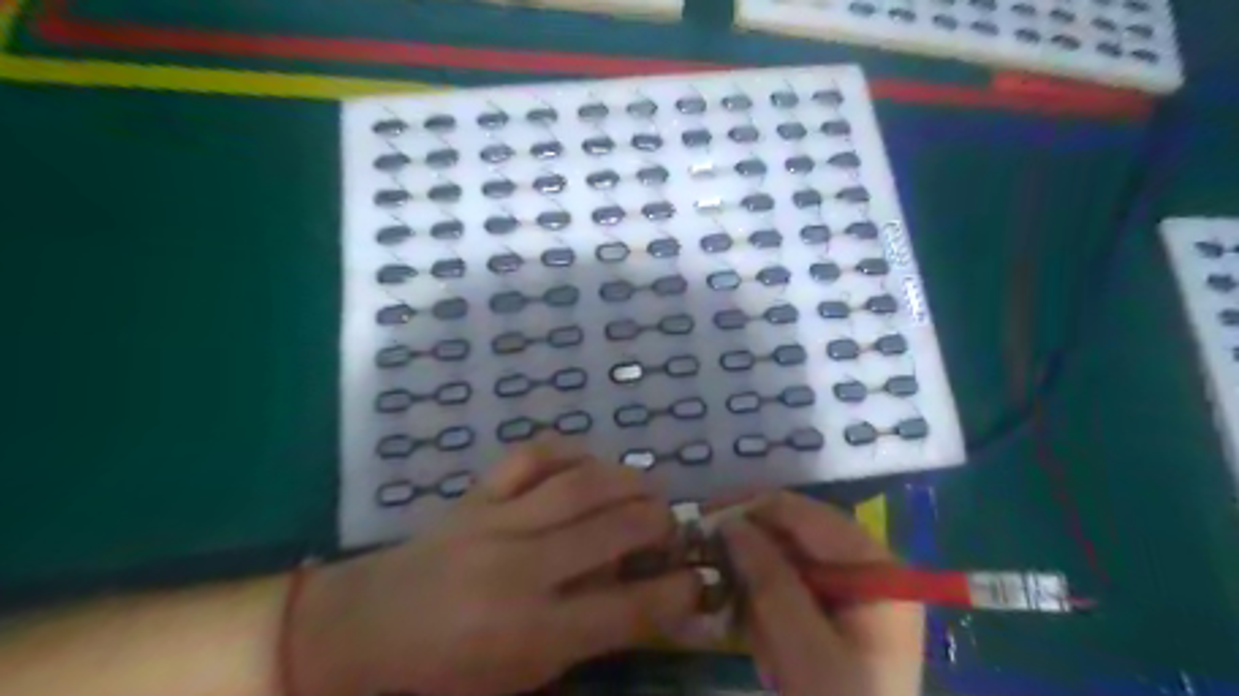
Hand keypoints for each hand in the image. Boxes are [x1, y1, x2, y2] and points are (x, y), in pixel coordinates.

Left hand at [286, 443, 700, 694]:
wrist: (368, 627)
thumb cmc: (449, 670)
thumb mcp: (524, 676)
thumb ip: (589, 637)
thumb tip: (647, 599)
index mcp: (532, 633)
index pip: (627, 608)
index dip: (676, 592)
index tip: (698, 579)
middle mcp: (521, 570)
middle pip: (614, 530)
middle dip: (660, 522)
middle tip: (671, 525)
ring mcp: (497, 522)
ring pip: (581, 484)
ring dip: (628, 481)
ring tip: (646, 489)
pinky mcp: (478, 494)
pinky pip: (533, 455)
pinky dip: (570, 451)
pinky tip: (588, 463)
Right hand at [722, 492, 922, 691]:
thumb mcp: (803, 649)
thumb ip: (769, 579)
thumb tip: (730, 523)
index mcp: (877, 568)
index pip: (805, 514)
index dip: (752, 508)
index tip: (702, 517)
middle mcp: (869, 568)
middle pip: (796, 534)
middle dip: (752, 552)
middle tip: (709, 564)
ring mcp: (855, 591)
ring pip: (789, 560)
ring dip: (758, 587)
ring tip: (748, 628)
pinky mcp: (839, 614)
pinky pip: (793, 589)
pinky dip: (769, 609)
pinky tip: (764, 644)